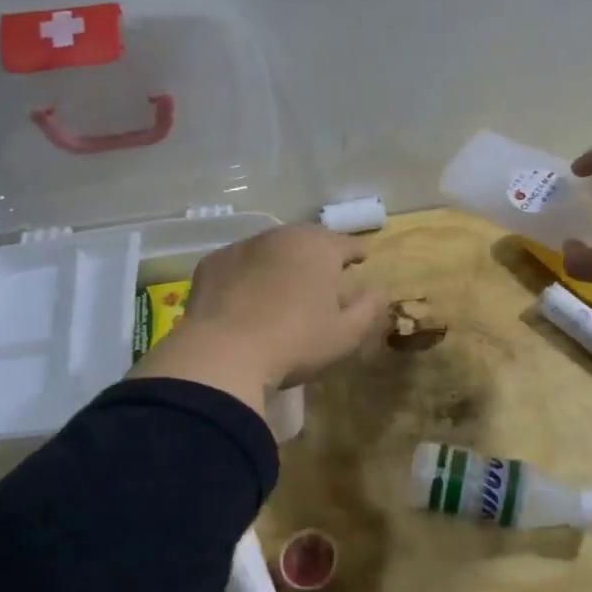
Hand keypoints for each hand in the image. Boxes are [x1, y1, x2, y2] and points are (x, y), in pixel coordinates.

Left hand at [130, 225, 383, 413]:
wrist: (222, 354)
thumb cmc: (295, 342)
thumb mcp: (346, 334)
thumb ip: (370, 307)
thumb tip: (378, 289)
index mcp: (319, 247)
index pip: (346, 243)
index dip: (356, 252)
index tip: (361, 259)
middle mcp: (282, 236)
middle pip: (308, 238)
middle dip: (319, 252)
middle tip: (324, 271)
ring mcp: (242, 246)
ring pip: (271, 248)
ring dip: (282, 261)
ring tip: (285, 284)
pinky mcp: (212, 263)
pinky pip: (240, 264)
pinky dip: (248, 274)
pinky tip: (247, 297)